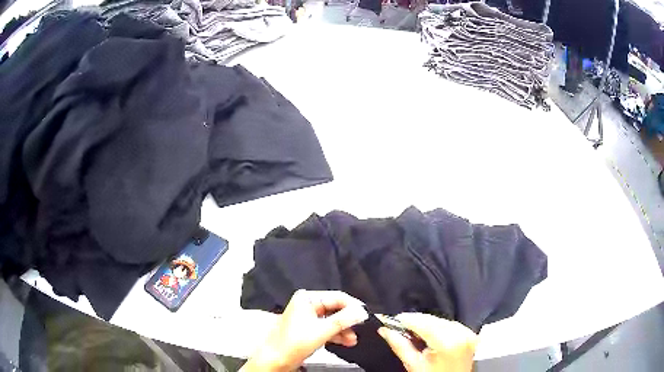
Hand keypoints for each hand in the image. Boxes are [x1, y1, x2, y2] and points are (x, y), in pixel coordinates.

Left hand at [241, 290, 367, 371]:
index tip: (366, 316)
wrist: (276, 360)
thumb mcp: (322, 330)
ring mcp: (308, 317)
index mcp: (308, 298)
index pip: (337, 297)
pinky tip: (347, 342)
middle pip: (335, 309)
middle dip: (348, 320)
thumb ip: (344, 320)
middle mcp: (308, 304)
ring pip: (332, 320)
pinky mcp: (308, 329)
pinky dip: (336, 334)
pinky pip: (327, 328)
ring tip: (353, 340)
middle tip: (361, 329)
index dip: (353, 306)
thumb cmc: (294, 343)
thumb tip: (362, 311)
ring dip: (344, 329)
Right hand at [378, 313, 477, 371]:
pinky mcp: (469, 334)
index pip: (422, 322)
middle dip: (414, 322)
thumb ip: (399, 345)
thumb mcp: (413, 365)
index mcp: (446, 342)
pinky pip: (450, 324)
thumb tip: (385, 330)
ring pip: (440, 320)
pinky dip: (438, 327)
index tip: (391, 319)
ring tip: (414, 334)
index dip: (404, 319)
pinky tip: (429, 335)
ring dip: (426, 324)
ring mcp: (467, 334)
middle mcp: (460, 334)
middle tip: (398, 327)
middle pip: (432, 319)